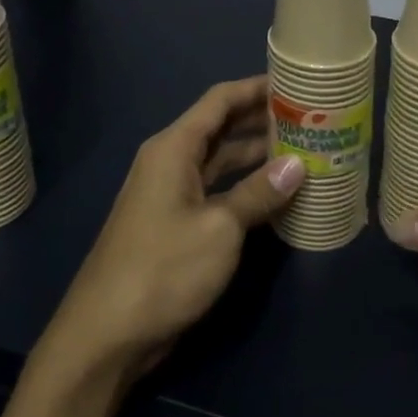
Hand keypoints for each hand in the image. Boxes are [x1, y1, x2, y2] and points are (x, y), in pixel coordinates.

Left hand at [40, 76, 303, 380]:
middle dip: (262, 121)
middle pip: (221, 128)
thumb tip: (297, 165)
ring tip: (304, 151)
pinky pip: (217, 191)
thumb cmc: (163, 269)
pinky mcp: (176, 224)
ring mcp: (172, 194)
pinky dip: (245, 188)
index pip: (219, 101)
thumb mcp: (220, 228)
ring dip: (257, 156)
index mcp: (173, 148)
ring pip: (221, 161)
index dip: (256, 88)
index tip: (295, 82)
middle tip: (310, 119)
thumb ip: (259, 193)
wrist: (107, 334)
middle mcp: (171, 162)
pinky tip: (278, 194)